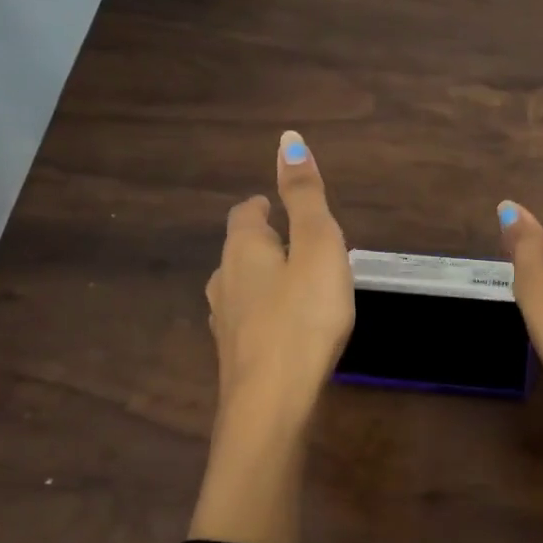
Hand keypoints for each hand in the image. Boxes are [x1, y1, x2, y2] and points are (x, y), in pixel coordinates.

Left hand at [205, 130, 354, 422]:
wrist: (272, 402)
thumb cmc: (304, 316)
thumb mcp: (317, 247)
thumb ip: (306, 196)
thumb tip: (288, 140)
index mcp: (243, 250)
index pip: (244, 215)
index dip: (261, 206)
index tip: (276, 206)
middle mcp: (224, 282)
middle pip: (239, 252)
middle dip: (263, 243)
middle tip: (295, 244)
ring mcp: (225, 323)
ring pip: (239, 289)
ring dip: (261, 280)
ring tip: (292, 284)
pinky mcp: (235, 358)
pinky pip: (248, 323)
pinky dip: (263, 315)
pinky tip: (282, 329)